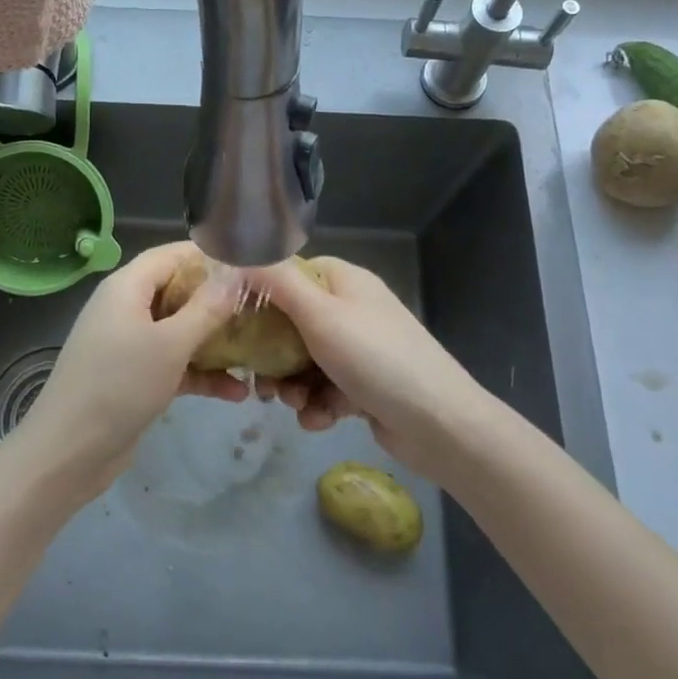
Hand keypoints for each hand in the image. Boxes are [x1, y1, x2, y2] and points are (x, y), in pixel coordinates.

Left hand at [7, 241, 246, 502]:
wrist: (69, 451)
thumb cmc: (119, 385)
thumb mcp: (170, 344)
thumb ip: (207, 308)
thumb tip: (238, 274)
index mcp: (127, 287)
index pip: (172, 255)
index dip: (209, 256)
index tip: (251, 265)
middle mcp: (126, 308)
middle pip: (179, 291)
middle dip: (219, 301)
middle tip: (262, 308)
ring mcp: (129, 344)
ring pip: (180, 330)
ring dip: (216, 342)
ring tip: (258, 351)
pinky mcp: (134, 377)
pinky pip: (173, 364)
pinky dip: (200, 374)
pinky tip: (237, 393)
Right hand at [248, 256, 489, 480]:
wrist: (438, 423)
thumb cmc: (374, 358)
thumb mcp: (320, 314)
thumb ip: (278, 283)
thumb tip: (243, 254)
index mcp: (345, 282)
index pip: (293, 275)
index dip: (264, 295)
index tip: (239, 321)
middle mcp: (353, 310)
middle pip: (294, 324)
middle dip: (274, 355)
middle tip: (261, 381)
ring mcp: (361, 350)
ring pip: (307, 362)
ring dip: (293, 386)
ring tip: (293, 405)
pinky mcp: (365, 386)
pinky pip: (327, 389)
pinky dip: (318, 406)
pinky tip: (319, 421)